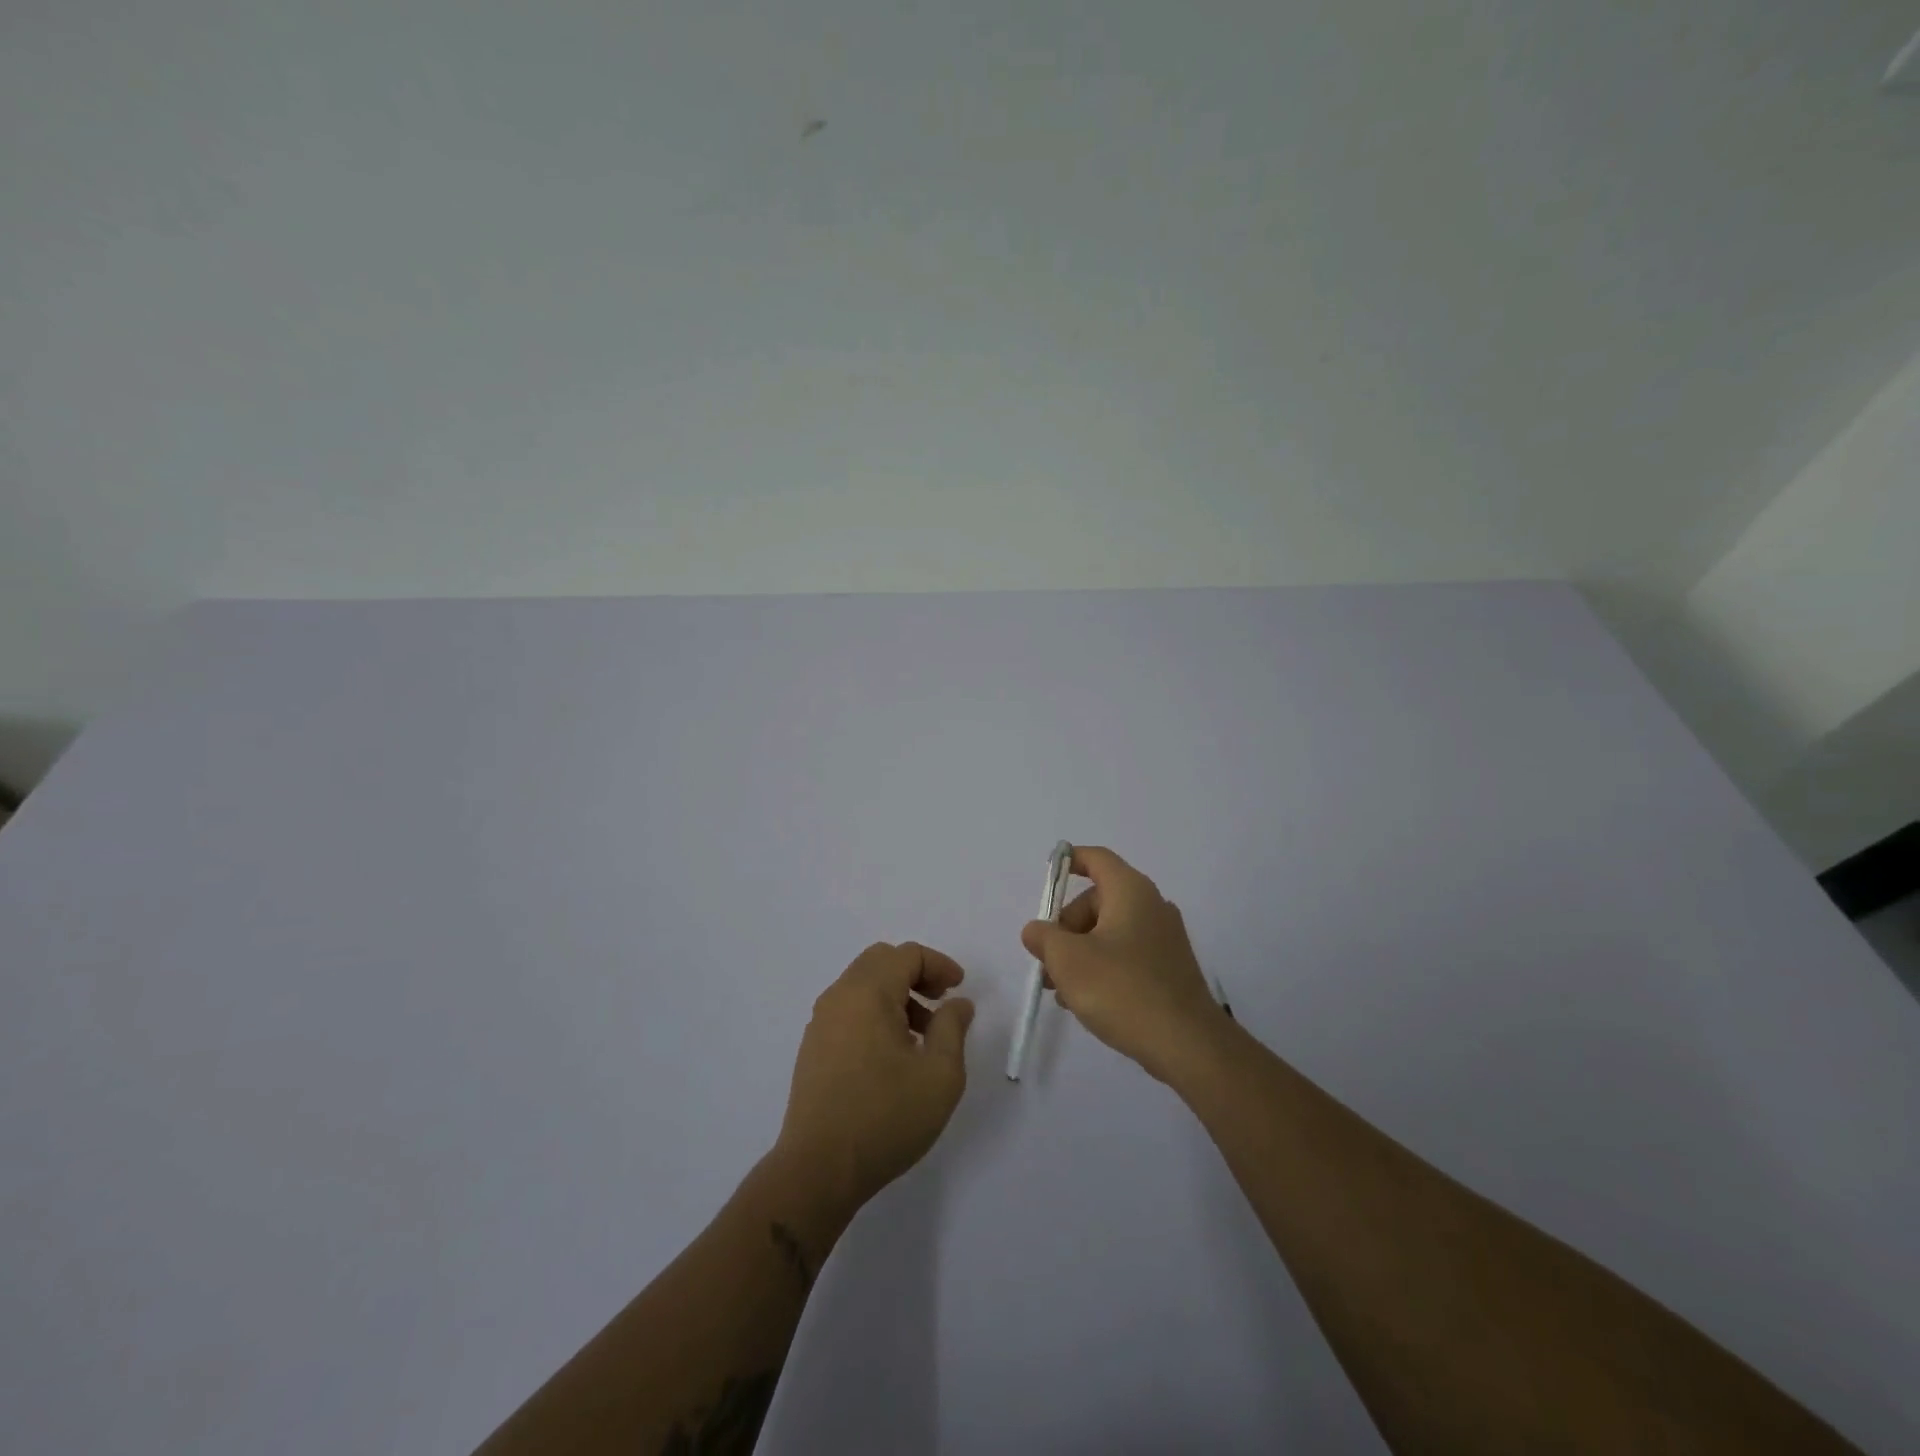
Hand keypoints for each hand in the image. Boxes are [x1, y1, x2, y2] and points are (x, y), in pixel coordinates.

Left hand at [774, 942, 974, 1213]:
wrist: (818, 1169)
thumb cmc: (885, 1118)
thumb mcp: (939, 1074)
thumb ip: (953, 1028)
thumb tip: (957, 1004)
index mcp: (868, 993)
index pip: (907, 955)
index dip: (939, 964)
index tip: (959, 989)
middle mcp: (839, 997)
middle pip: (881, 961)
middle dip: (916, 974)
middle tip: (940, 1002)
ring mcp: (821, 1022)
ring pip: (863, 985)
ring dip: (896, 995)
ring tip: (921, 1036)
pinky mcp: (813, 1048)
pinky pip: (849, 1010)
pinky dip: (875, 1013)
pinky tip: (892, 1055)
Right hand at [1020, 846, 1226, 1083]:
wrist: (1187, 1044)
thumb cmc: (1121, 989)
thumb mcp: (1068, 960)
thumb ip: (1044, 937)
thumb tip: (1037, 930)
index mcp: (1130, 892)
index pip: (1096, 858)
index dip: (1069, 861)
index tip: (1047, 878)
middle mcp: (1151, 906)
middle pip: (1097, 900)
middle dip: (1066, 927)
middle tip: (1047, 960)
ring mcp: (1164, 938)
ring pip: (1109, 932)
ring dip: (1080, 953)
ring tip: (1060, 990)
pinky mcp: (1169, 968)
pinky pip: (1126, 955)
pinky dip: (1102, 968)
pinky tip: (1085, 1001)